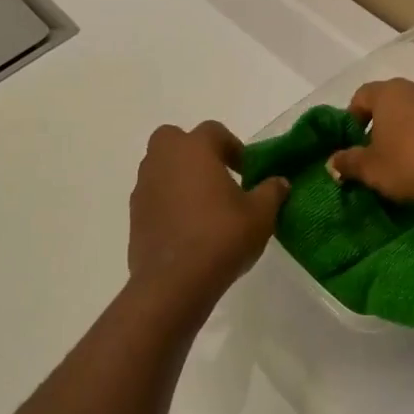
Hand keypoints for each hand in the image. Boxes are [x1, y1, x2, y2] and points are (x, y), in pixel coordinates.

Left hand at [128, 121, 287, 301]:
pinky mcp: (134, 214)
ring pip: (160, 167)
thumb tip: (279, 182)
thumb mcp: (260, 215)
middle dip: (194, 152)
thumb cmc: (221, 237)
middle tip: (217, 177)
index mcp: (194, 149)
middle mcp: (163, 159)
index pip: (213, 131)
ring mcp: (144, 186)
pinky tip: (186, 228)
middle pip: (174, 139)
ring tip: (203, 205)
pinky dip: (167, 202)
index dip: (233, 147)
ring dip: (179, 177)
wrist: (174, 282)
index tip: (246, 171)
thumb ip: (271, 192)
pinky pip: (153, 195)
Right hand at [327, 79, 413, 205]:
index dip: (352, 118)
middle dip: (379, 123)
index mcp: (388, 93)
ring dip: (405, 129)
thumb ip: (348, 162)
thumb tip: (331, 161)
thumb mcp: (371, 169)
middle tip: (376, 152)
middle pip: (389, 101)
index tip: (353, 142)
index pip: (361, 96)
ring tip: (404, 159)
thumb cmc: (411, 164)